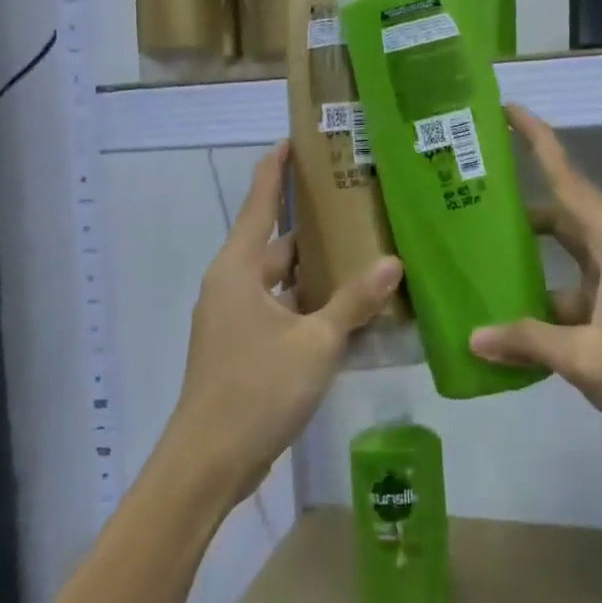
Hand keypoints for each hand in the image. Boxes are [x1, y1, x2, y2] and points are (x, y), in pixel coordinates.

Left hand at [166, 141, 403, 506]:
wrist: (209, 462)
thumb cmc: (256, 389)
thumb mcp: (315, 342)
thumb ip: (353, 302)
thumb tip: (392, 263)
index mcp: (238, 269)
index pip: (259, 202)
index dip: (276, 169)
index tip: (297, 139)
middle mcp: (232, 285)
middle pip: (276, 241)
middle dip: (312, 223)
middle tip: (356, 202)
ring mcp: (234, 318)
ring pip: (281, 280)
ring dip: (315, 269)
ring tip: (362, 249)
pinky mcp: (243, 347)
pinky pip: (281, 310)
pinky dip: (309, 303)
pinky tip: (347, 308)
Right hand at [470, 107, 601, 469]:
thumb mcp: (588, 357)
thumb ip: (528, 340)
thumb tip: (473, 337)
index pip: (566, 178)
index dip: (537, 140)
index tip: (506, 110)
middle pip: (558, 215)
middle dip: (515, 207)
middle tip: (464, 199)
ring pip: (561, 259)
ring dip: (524, 262)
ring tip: (471, 264)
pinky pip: (569, 295)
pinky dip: (539, 304)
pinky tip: (505, 326)